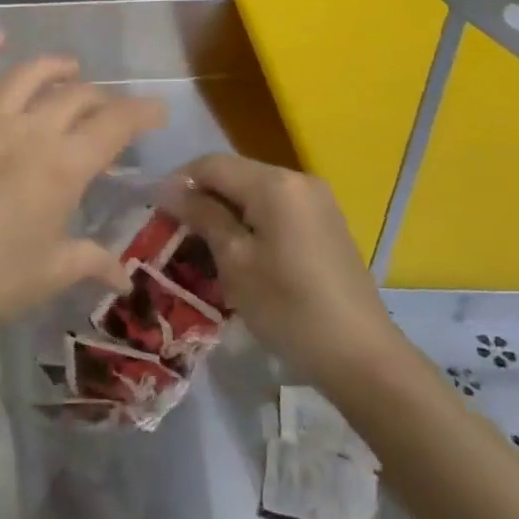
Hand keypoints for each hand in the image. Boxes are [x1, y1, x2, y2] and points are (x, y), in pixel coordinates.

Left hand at [0, 33, 166, 347]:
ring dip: (53, 68)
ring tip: (68, 68)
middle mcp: (27, 130)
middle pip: (75, 97)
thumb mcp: (46, 277)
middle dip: (100, 99)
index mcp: (61, 167)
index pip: (116, 125)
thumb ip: (90, 263)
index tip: (156, 110)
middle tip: (106, 110)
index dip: (142, 113)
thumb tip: (124, 277)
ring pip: (25, 76)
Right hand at [165, 154, 395, 386]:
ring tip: (206, 245)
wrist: (361, 355)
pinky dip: (253, 220)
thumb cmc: (289, 308)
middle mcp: (298, 179)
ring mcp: (318, 200)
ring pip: (256, 191)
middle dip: (204, 197)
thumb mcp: (235, 262)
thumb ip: (204, 217)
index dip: (180, 182)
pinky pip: (278, 207)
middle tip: (178, 232)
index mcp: (274, 183)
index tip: (157, 211)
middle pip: (236, 173)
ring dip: (227, 210)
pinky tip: (244, 252)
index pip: (212, 164)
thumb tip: (171, 190)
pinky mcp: (327, 222)